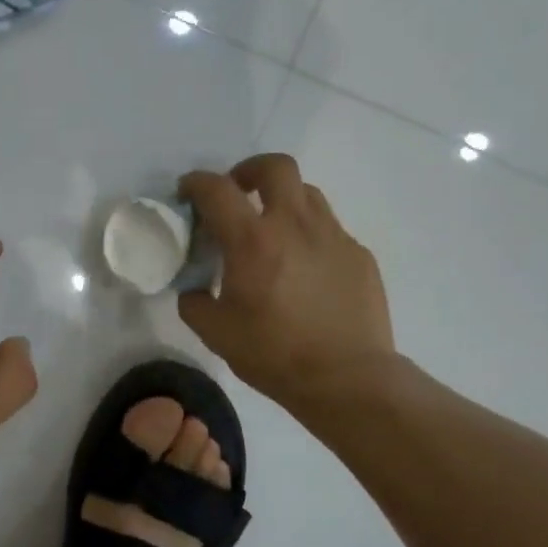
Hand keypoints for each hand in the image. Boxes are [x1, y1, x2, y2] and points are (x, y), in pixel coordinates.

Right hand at [178, 154, 397, 410]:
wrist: (349, 380)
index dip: (196, 183)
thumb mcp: (215, 332)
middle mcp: (294, 225)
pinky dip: (309, 236)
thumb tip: (196, 288)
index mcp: (252, 240)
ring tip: (272, 229)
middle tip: (238, 193)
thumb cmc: (275, 354)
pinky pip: (329, 229)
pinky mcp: (359, 255)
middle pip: (275, 166)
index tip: (187, 193)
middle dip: (249, 170)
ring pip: (306, 193)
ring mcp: (333, 236)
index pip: (216, 189)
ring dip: (282, 200)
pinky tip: (304, 269)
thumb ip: (195, 300)